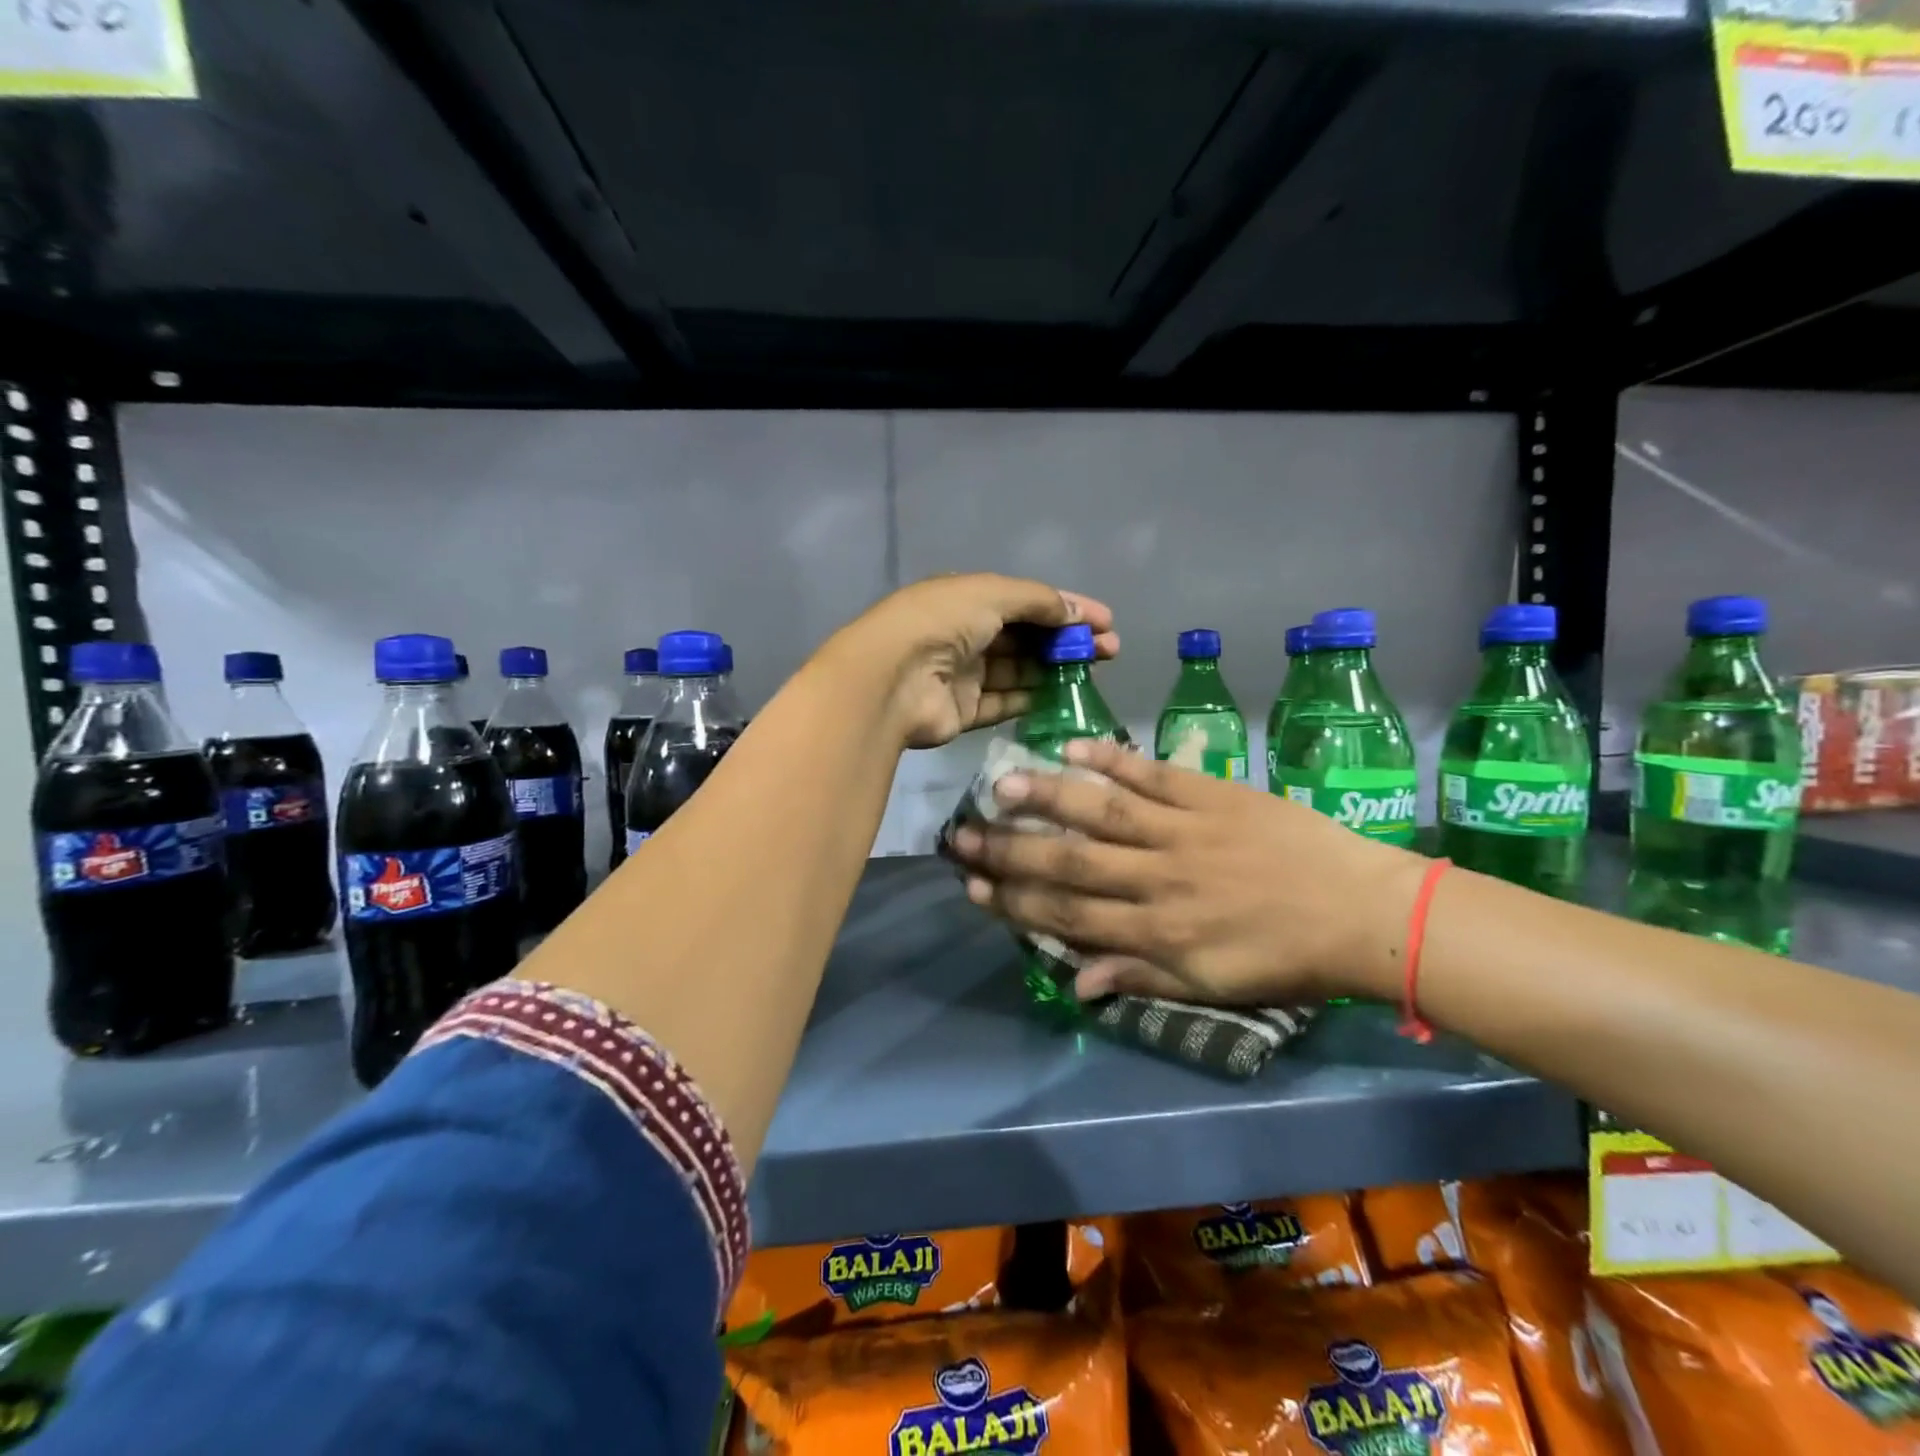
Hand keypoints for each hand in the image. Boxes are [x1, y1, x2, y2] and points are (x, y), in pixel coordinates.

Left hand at [832, 573, 1116, 749]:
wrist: (892, 679)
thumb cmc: (941, 623)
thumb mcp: (992, 594)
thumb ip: (1037, 600)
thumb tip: (1074, 610)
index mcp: (966, 598)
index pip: (1026, 601)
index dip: (1067, 608)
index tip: (1107, 622)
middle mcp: (964, 634)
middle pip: (1026, 637)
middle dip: (1067, 640)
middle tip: (1109, 651)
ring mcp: (962, 674)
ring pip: (1018, 670)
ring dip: (1054, 670)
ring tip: (1093, 673)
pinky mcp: (962, 711)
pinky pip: (1003, 703)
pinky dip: (1031, 699)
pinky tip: (1063, 697)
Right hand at [947, 738, 1425, 1003]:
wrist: (1362, 912)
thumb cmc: (1284, 958)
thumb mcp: (1209, 986)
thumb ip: (1138, 976)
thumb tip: (1074, 981)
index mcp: (1156, 932)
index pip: (1068, 915)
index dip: (1015, 902)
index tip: (973, 888)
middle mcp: (1157, 879)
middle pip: (1070, 862)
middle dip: (1010, 850)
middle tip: (961, 836)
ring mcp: (1182, 831)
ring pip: (1102, 812)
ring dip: (1048, 798)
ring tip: (1000, 784)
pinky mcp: (1209, 795)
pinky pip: (1152, 774)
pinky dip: (1112, 758)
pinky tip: (1072, 747)